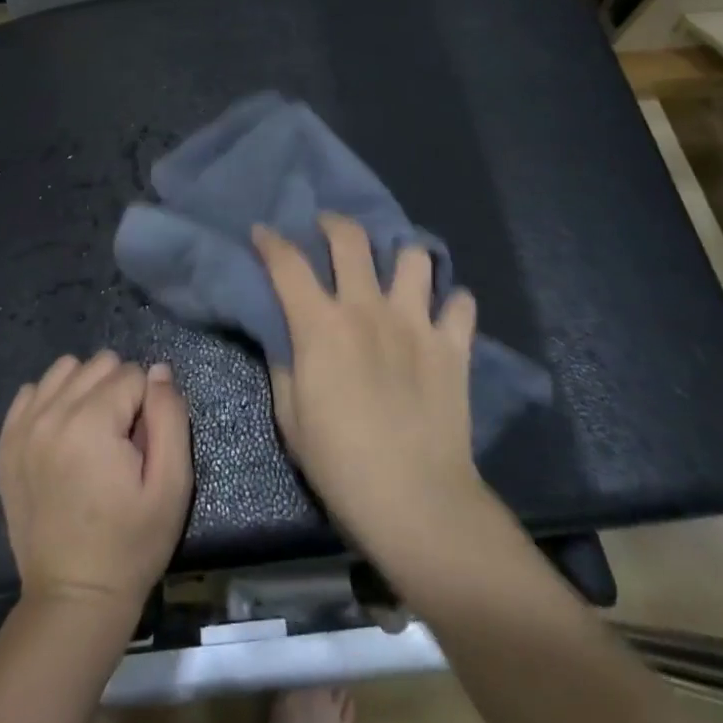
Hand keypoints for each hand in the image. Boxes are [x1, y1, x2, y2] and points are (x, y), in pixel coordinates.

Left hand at [0, 350, 192, 614]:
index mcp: (91, 423)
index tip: (143, 447)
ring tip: (94, 433)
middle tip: (121, 441)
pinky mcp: (5, 445)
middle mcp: (51, 414)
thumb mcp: (172, 486)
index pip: (134, 374)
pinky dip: (52, 401)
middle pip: (99, 364)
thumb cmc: (131, 545)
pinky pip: (31, 391)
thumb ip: (170, 417)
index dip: (148, 406)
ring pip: (65, 369)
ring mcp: (22, 428)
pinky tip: (64, 435)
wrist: (74, 599)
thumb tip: (159, 370)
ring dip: (86, 389)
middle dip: (119, 391)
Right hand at [253, 216, 495, 579]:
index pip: (288, 264)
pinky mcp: (453, 346)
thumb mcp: (291, 416)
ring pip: (414, 257)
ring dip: (401, 255)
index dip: (270, 241)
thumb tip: (285, 335)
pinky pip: (460, 304)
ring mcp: (416, 323)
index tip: (262, 232)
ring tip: (394, 267)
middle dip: (334, 223)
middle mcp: (368, 309)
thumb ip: (285, 364)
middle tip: (327, 228)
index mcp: (322, 325)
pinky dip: (451, 302)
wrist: (415, 499)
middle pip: (351, 240)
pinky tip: (442, 313)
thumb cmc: (340, 462)